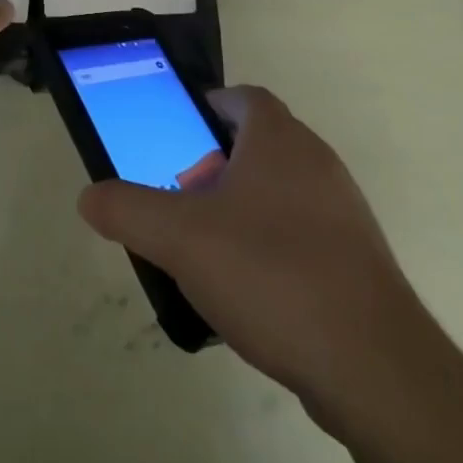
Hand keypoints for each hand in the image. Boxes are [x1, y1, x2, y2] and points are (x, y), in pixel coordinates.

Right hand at [77, 85, 413, 429]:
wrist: (373, 365)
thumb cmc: (271, 273)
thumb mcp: (181, 239)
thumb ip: (129, 211)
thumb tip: (89, 196)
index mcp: (278, 138)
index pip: (243, 97)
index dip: (209, 106)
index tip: (178, 136)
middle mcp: (316, 161)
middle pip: (259, 143)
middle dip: (217, 163)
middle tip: (182, 196)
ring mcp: (343, 210)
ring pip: (281, 190)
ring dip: (244, 207)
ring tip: (208, 247)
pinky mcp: (357, 258)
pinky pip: (303, 232)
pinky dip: (272, 244)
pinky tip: (250, 290)